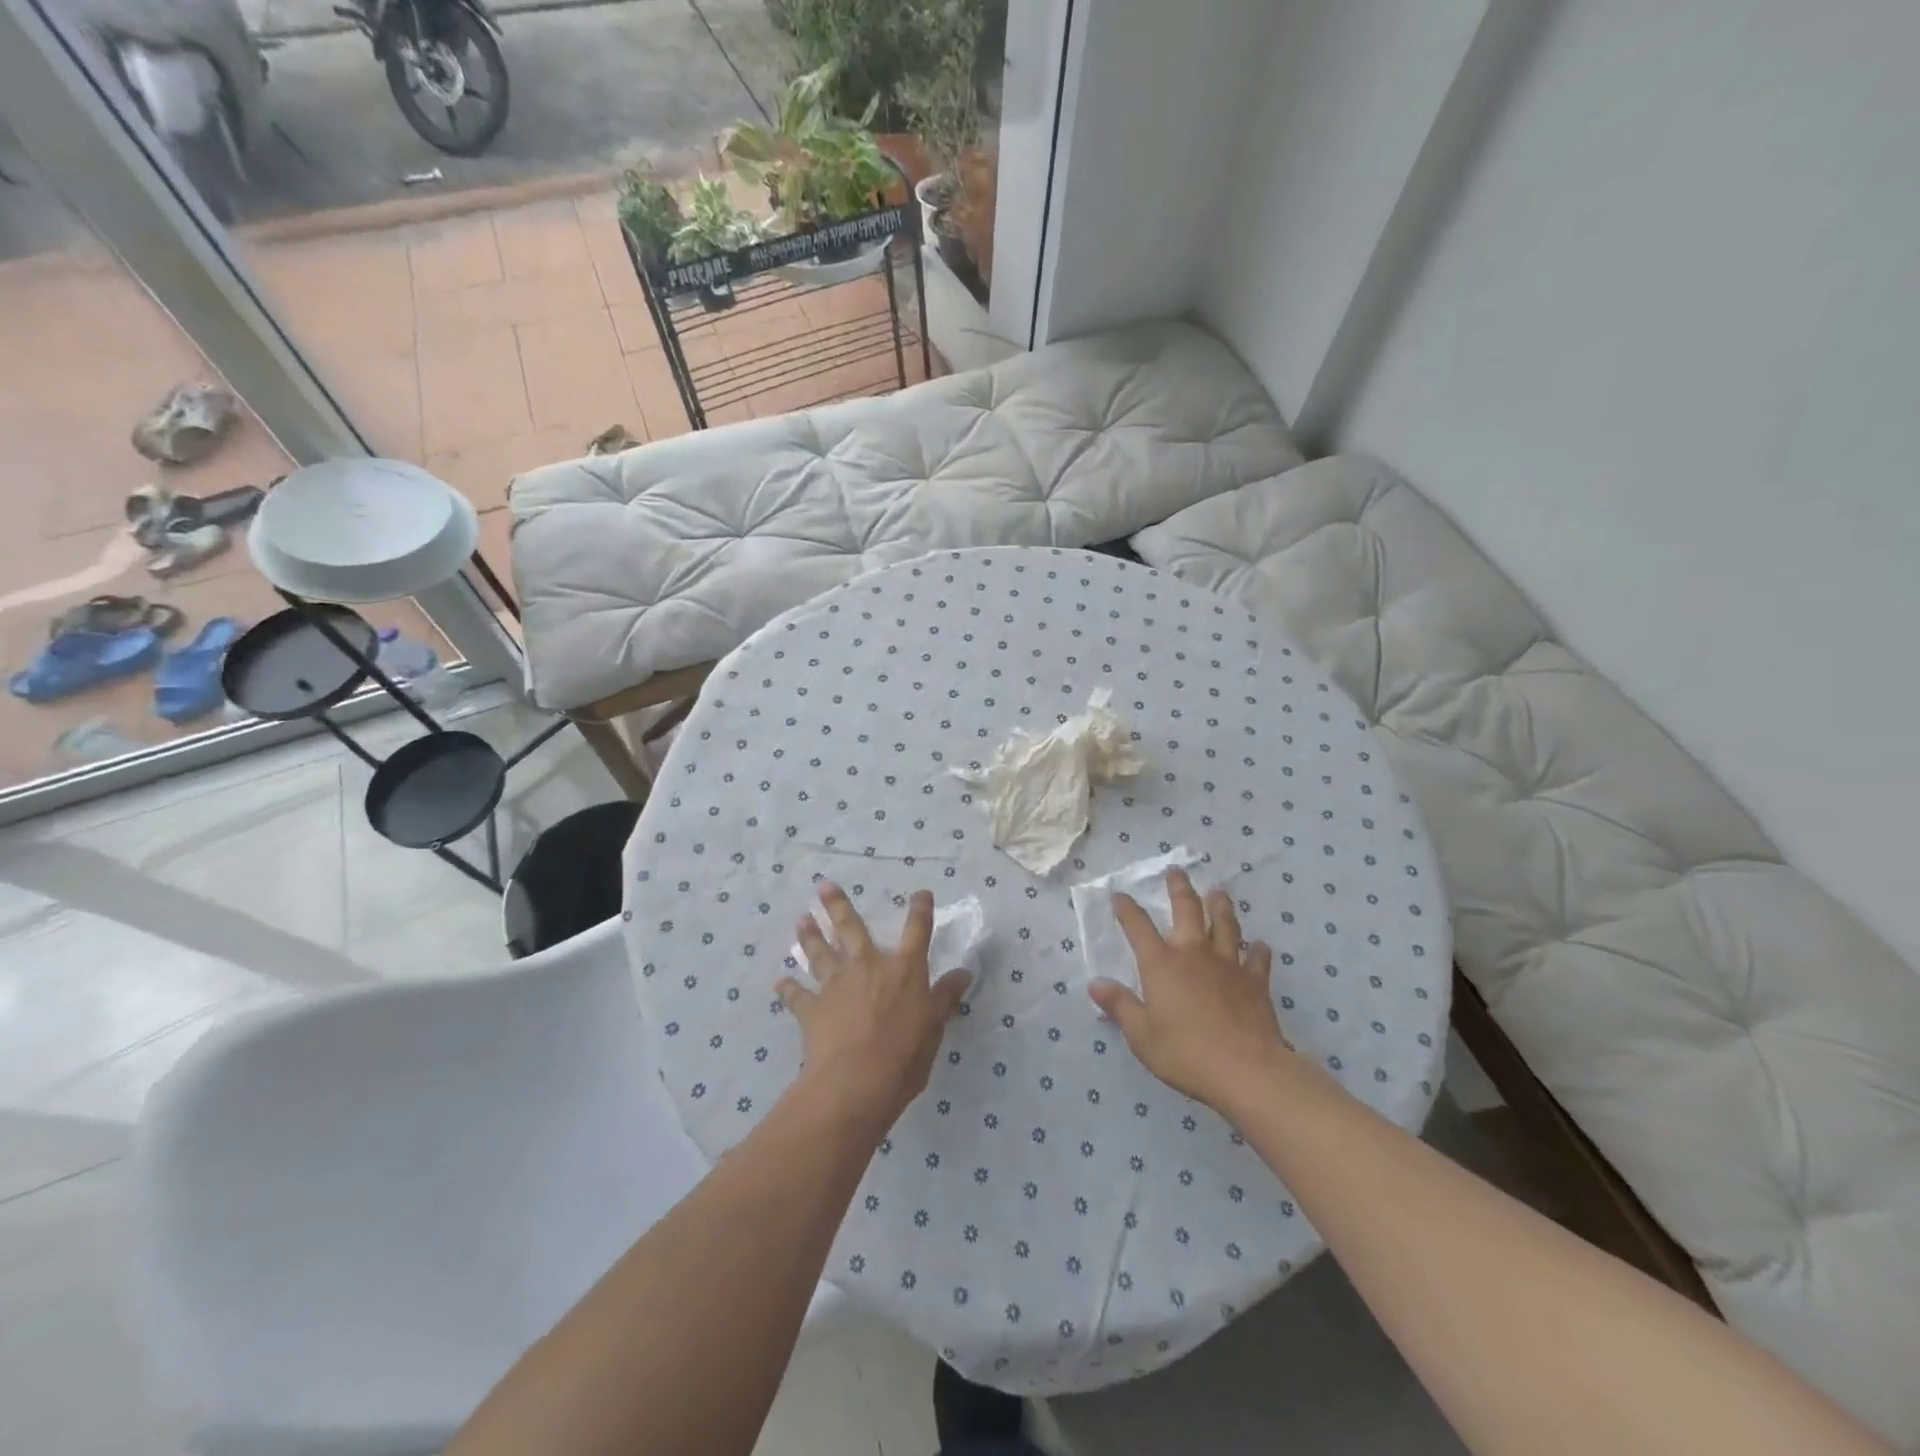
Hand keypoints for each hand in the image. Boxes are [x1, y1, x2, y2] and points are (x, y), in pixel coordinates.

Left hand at [777, 884, 970, 1132]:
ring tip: (801, 919)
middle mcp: (867, 967)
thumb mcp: (935, 1026)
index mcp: (903, 969)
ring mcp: (836, 985)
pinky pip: (797, 996)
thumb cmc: (905, 1054)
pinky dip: (788, 989)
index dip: (920, 911)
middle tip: (823, 885)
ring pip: (820, 953)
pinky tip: (779, 983)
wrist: (856, 1082)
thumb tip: (964, 973)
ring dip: (810, 936)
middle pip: (851, 928)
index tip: (921, 893)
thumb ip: (946, 997)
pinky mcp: (812, 1009)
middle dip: (838, 905)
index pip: (917, 932)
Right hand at [1087, 868, 1292, 1112]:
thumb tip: (1096, 984)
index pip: (1138, 927)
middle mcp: (1193, 954)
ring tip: (1218, 891)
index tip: (1119, 895)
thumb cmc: (1186, 1053)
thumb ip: (1120, 1006)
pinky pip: (1257, 958)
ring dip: (1219, 905)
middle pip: (1187, 910)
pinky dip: (1257, 950)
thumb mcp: (1141, 1035)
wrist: (1247, 1070)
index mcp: (1161, 964)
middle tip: (1176, 871)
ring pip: (1224, 924)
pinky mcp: (1255, 981)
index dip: (1127, 909)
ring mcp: (1228, 964)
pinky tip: (1259, 946)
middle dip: (1179, 888)